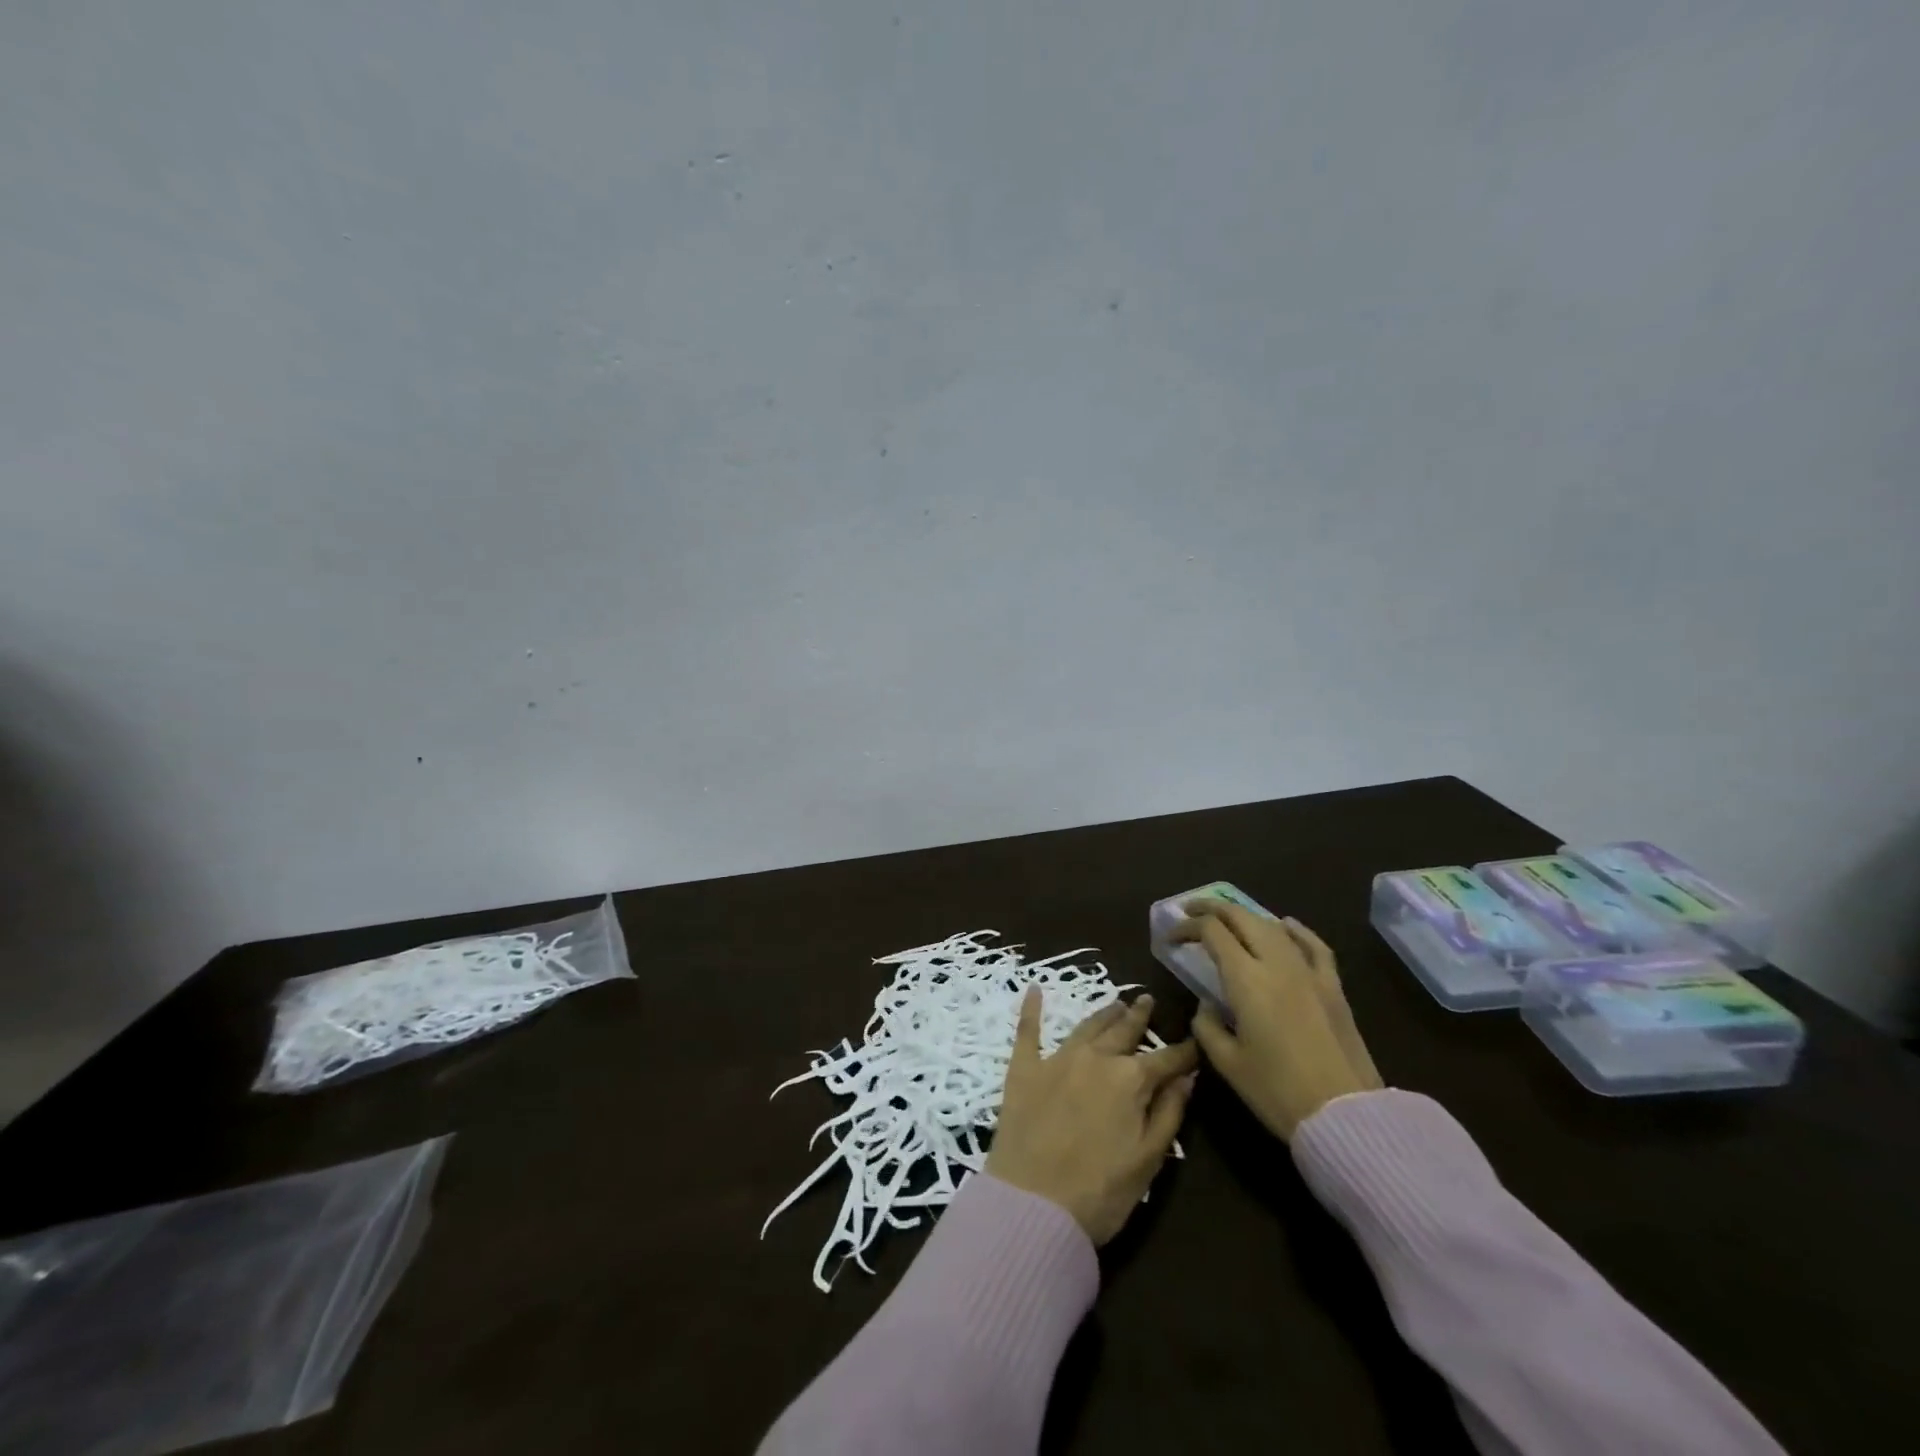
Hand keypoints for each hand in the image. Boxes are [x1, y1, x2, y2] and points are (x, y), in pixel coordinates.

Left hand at [986, 990, 1198, 1244]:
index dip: (1184, 1052)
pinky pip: (1028, 1031)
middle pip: (1123, 1031)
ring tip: (1116, 1003)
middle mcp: (1095, 1058)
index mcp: (1130, 1080)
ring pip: (1086, 1027)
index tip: (1196, 1041)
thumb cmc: (1100, 1191)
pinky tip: (1035, 990)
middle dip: (1139, 1017)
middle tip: (1147, 1000)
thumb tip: (1186, 1077)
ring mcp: (1057, 1059)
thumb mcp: (1148, 1159)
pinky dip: (1032, 1008)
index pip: (1166, 1060)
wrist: (1033, 1205)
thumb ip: (1169, 1113)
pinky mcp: (1024, 1069)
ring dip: (1104, 1013)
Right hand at [1172, 904, 1382, 1140]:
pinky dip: (1295, 930)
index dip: (1187, 927)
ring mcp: (1309, 972)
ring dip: (1245, 917)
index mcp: (1246, 979)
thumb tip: (1207, 1006)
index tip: (1171, 938)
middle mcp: (1277, 964)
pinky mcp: (1333, 987)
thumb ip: (1208, 1026)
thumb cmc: (1278, 1092)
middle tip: (1191, 912)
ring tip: (1228, 920)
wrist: (1346, 1117)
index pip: (1211, 932)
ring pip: (1273, 926)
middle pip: (1241, 918)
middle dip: (1212, 909)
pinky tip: (1285, 925)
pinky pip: (1313, 945)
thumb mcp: (1228, 1063)